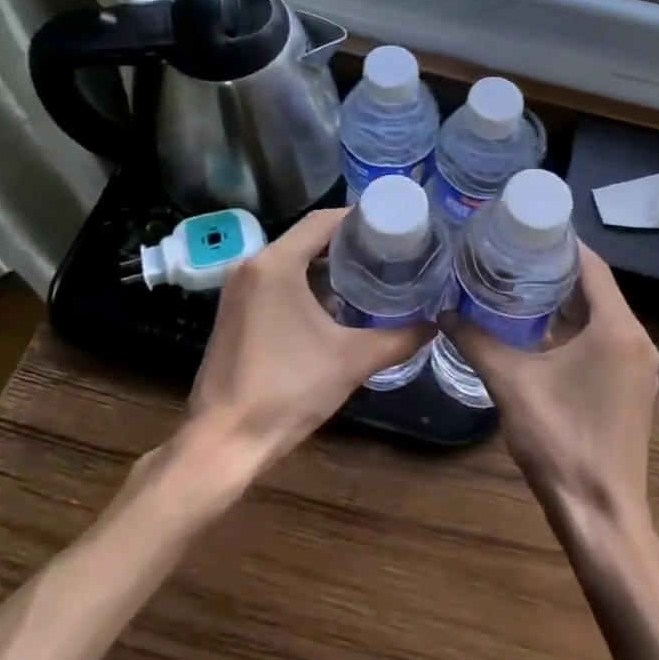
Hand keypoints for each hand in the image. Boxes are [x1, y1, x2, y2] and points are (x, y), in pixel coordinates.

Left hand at [185, 207, 432, 472]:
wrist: (224, 441)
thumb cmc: (288, 391)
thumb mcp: (352, 361)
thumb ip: (399, 339)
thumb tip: (434, 325)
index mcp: (276, 264)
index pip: (323, 221)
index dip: (360, 217)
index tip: (393, 224)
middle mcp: (251, 266)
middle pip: (307, 237)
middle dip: (348, 241)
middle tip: (389, 250)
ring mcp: (237, 290)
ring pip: (290, 260)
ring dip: (326, 263)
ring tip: (370, 272)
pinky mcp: (234, 312)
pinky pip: (275, 280)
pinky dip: (305, 282)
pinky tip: (335, 302)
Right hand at [443, 243, 658, 532]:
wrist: (601, 516)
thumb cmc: (560, 442)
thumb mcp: (512, 384)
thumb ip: (477, 342)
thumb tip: (444, 312)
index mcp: (617, 329)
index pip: (592, 266)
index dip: (562, 243)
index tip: (527, 226)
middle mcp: (636, 340)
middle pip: (597, 289)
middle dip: (558, 270)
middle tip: (514, 252)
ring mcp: (638, 366)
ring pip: (602, 316)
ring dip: (567, 300)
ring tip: (520, 282)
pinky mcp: (632, 387)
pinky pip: (605, 340)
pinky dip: (577, 328)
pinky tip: (540, 330)